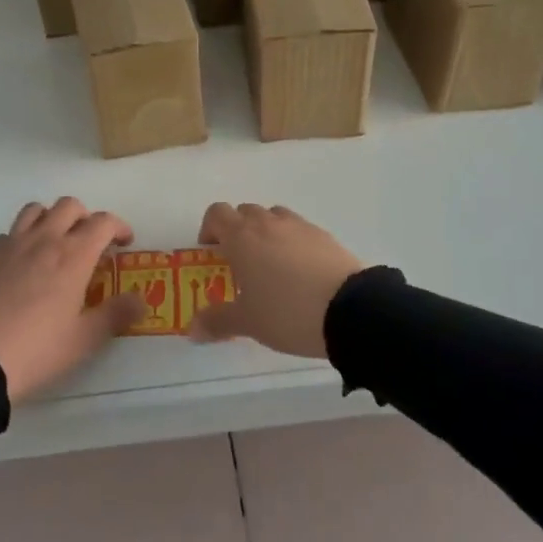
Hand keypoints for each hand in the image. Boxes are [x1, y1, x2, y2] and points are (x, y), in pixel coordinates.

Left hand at [0, 198, 144, 401]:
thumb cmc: (40, 349)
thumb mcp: (86, 338)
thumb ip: (116, 314)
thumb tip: (140, 300)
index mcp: (74, 255)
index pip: (103, 222)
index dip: (118, 227)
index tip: (124, 243)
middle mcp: (44, 239)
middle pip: (69, 206)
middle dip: (86, 217)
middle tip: (91, 242)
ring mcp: (12, 244)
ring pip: (35, 210)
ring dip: (52, 218)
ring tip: (56, 241)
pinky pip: (8, 232)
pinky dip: (21, 238)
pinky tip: (22, 261)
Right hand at [187, 203, 361, 358]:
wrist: (350, 310)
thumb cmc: (287, 312)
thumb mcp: (248, 322)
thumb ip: (217, 321)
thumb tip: (192, 329)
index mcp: (242, 237)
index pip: (217, 213)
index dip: (209, 229)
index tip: (212, 254)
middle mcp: (269, 223)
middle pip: (245, 212)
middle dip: (237, 232)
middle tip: (240, 264)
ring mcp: (300, 226)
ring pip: (274, 217)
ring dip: (266, 233)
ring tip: (271, 267)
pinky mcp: (325, 236)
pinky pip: (300, 231)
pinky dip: (293, 243)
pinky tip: (300, 274)